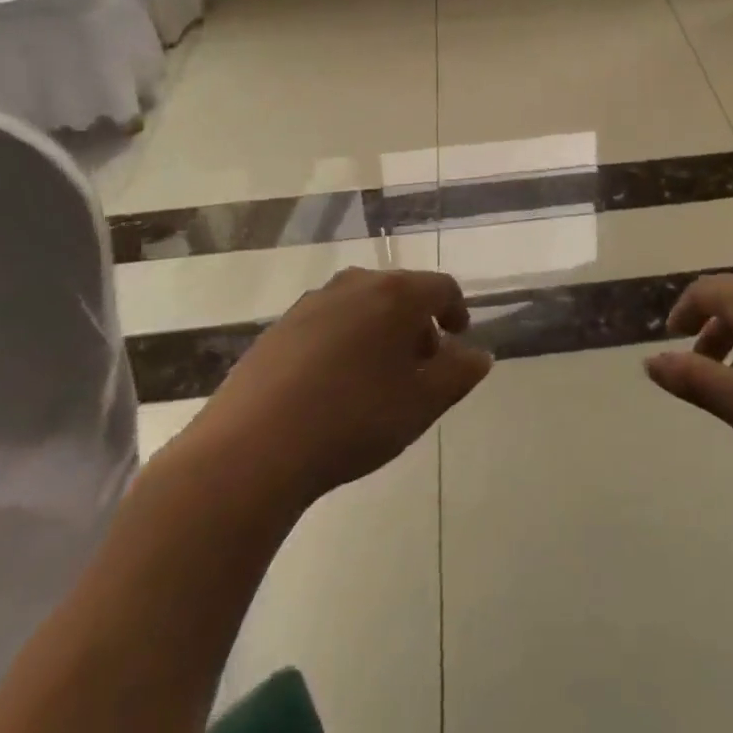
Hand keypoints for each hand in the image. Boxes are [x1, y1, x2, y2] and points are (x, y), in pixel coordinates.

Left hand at [173, 268, 491, 508]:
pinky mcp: (279, 327)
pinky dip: (344, 340)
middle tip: (421, 363)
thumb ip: (458, 375)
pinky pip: (327, 322)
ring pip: (361, 305)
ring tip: (378, 376)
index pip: (441, 287)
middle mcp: (355, 284)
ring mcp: (312, 303)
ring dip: (379, 330)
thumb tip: (479, 355)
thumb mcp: (421, 404)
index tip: (458, 337)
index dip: (455, 310)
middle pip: (399, 291)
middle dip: (416, 322)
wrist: (252, 447)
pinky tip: (334, 384)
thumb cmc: (353, 420)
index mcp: (396, 294)